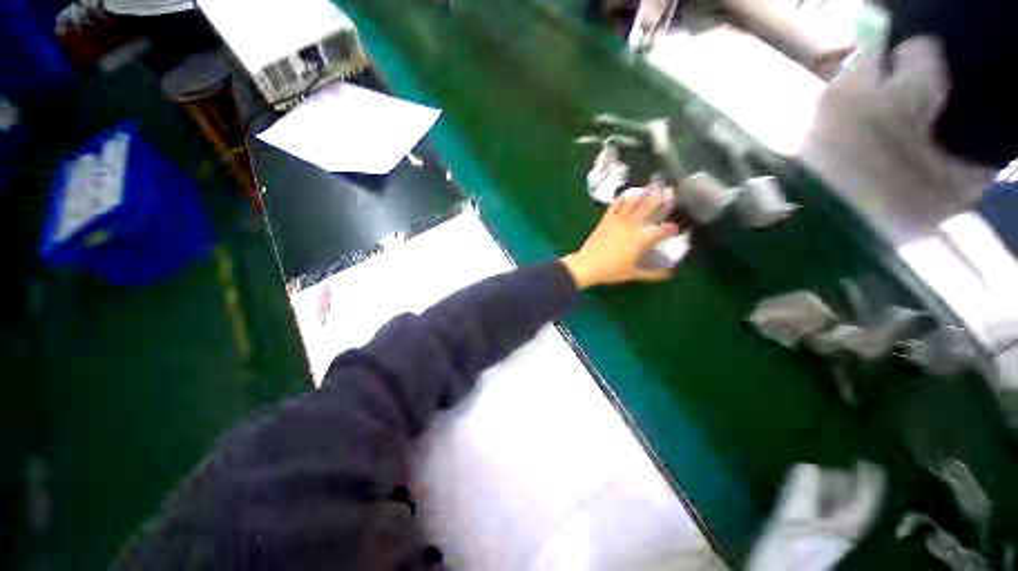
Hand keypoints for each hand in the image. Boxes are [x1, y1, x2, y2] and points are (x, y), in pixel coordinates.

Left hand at [562, 188, 679, 289]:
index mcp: (643, 239)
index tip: (677, 228)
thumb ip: (654, 273)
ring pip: (634, 203)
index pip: (663, 229)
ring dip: (645, 193)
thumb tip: (671, 273)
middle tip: (671, 189)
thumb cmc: (612, 271)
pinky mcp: (606, 220)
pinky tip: (628, 193)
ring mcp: (619, 220)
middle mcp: (633, 225)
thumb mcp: (634, 274)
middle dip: (662, 198)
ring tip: (654, 184)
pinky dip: (623, 198)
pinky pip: (615, 205)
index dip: (672, 228)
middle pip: (650, 208)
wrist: (587, 265)